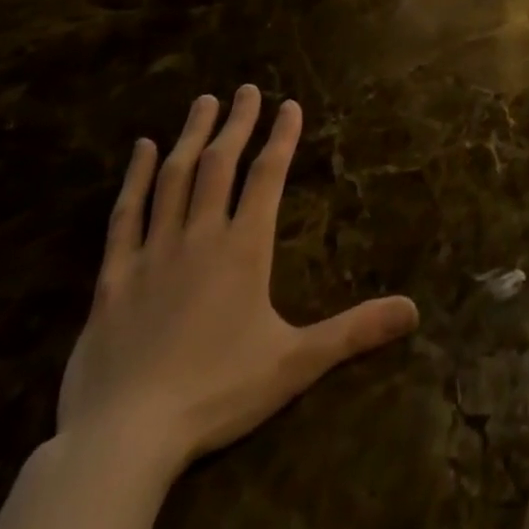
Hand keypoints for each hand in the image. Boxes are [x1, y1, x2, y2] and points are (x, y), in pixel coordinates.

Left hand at [57, 87, 419, 477]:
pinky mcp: (113, 277)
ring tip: (203, 102)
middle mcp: (200, 236)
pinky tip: (142, 149)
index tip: (289, 104)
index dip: (281, 137)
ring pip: (175, 178)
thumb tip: (414, 311)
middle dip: (237, 122)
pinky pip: (125, 215)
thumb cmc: (216, 395)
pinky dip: (135, 177)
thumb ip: (353, 332)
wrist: (123, 440)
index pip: (268, 176)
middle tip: (246, 88)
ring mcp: (153, 252)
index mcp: (244, 248)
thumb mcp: (295, 364)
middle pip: (220, 164)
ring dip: (192, 136)